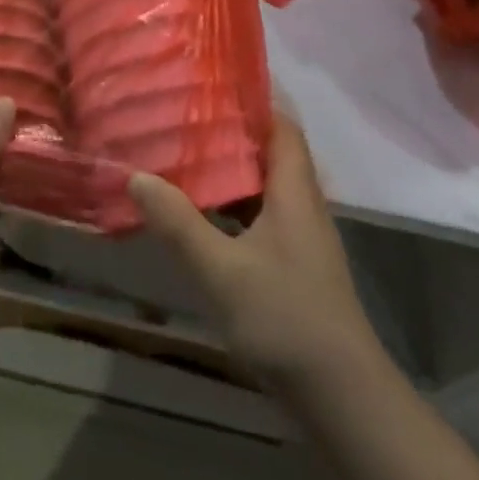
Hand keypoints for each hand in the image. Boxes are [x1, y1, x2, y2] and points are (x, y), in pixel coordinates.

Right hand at [129, 116, 379, 390]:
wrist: (342, 398)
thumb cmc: (285, 318)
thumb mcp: (222, 270)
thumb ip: (179, 223)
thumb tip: (137, 175)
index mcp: (294, 192)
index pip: (282, 126)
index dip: (255, 99)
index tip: (213, 81)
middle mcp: (301, 206)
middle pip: (269, 153)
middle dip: (230, 132)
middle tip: (183, 115)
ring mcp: (300, 239)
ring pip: (263, 188)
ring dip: (229, 172)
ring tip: (183, 156)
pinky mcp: (294, 267)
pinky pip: (260, 218)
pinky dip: (232, 208)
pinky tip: (200, 217)